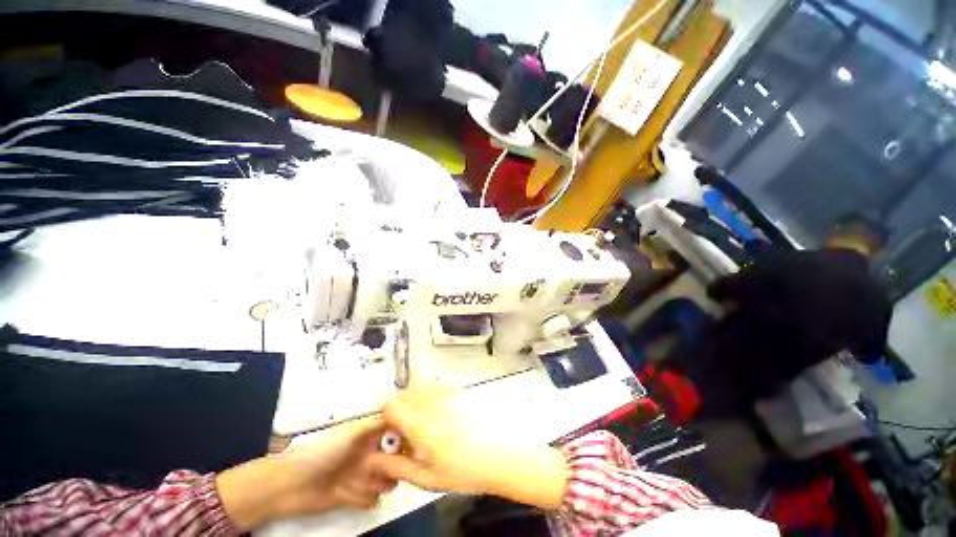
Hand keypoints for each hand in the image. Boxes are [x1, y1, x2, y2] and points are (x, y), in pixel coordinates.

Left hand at [217, 417, 396, 530]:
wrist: (291, 485)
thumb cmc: (323, 452)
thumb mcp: (351, 432)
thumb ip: (377, 422)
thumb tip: (402, 411)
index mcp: (368, 435)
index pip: (393, 432)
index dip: (405, 436)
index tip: (415, 440)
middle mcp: (367, 454)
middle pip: (394, 457)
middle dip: (397, 463)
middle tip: (396, 466)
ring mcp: (360, 476)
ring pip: (386, 479)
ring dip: (383, 482)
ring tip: (374, 481)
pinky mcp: (353, 496)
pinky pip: (371, 498)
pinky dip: (368, 498)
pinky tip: (358, 495)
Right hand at [368, 386, 567, 509]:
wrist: (498, 455)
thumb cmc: (462, 470)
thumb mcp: (426, 478)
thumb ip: (396, 467)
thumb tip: (372, 459)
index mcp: (420, 425)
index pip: (391, 405)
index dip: (384, 415)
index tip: (389, 428)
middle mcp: (432, 403)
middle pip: (404, 393)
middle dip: (399, 407)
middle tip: (405, 427)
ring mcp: (447, 394)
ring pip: (420, 386)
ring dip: (414, 399)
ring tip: (421, 420)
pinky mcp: (458, 392)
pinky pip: (436, 385)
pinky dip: (430, 393)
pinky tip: (438, 412)